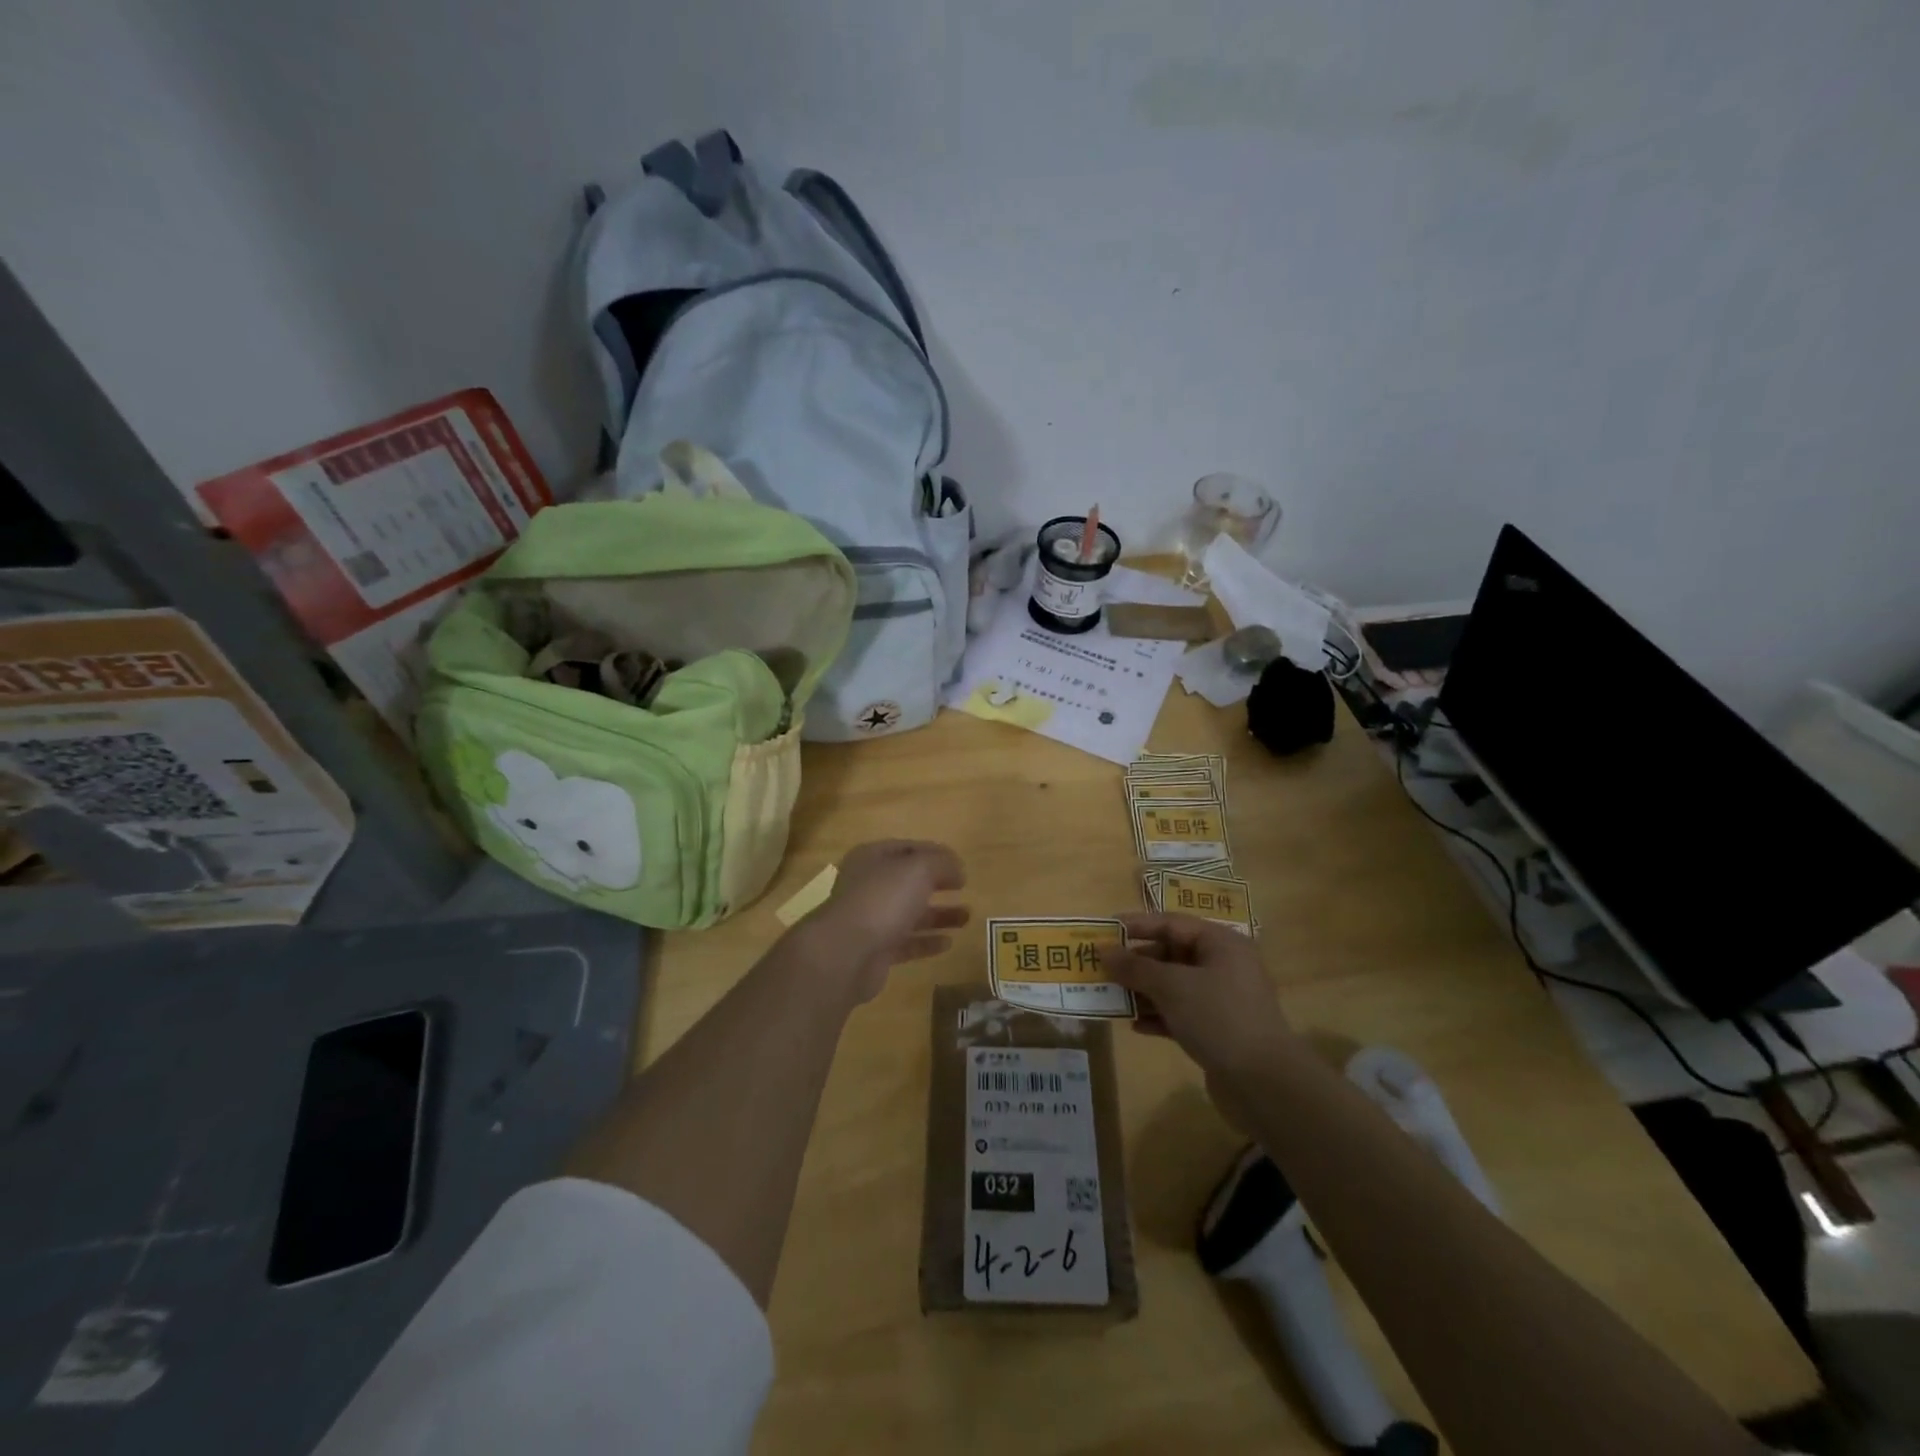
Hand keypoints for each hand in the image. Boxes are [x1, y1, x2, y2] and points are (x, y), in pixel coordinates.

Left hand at [796, 841, 969, 1004]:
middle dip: (937, 883)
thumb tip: (957, 869)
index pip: (907, 848)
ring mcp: (870, 919)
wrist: (846, 953)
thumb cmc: (882, 899)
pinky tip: (949, 943)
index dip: (935, 853)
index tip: (960, 864)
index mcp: (873, 858)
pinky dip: (927, 942)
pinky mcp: (875, 951)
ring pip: (910, 913)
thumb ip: (942, 863)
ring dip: (938, 914)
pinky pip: (907, 943)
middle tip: (964, 888)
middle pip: (908, 881)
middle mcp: (869, 886)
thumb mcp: (919, 869)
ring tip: (967, 917)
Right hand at [1107, 914, 1295, 1081]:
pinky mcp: (1218, 1031)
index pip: (1172, 923)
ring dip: (1142, 990)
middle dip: (1136, 962)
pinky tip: (1134, 1025)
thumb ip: (1135, 967)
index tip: (1104, 930)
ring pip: (1174, 986)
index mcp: (1221, 943)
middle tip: (1101, 967)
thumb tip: (1104, 950)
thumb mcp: (1171, 986)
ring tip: (1109, 996)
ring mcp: (1222, 1000)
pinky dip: (1157, 1016)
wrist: (1265, 1083)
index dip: (1136, 925)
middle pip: (1171, 954)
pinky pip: (1180, 1013)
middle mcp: (1224, 965)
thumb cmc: (1218, 1017)